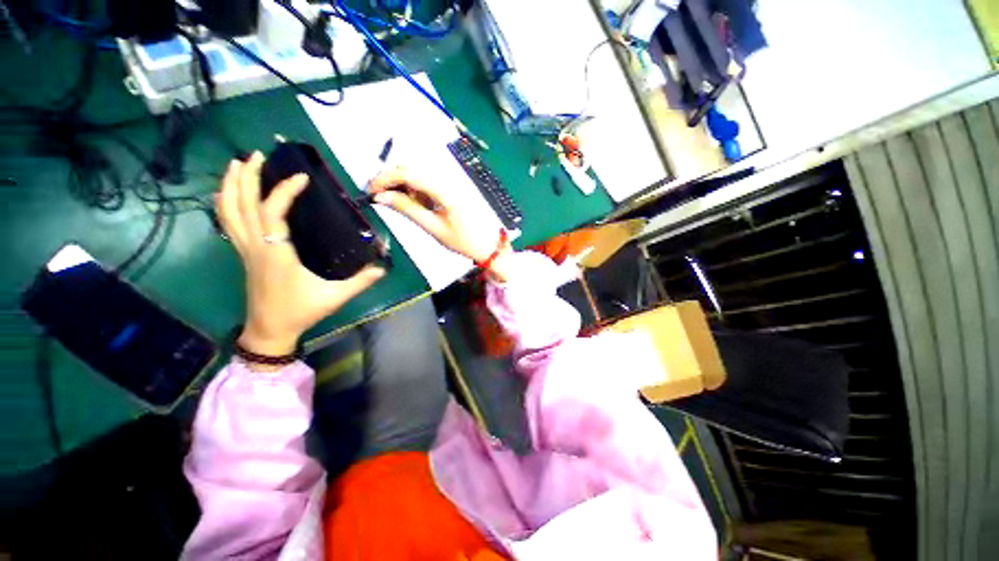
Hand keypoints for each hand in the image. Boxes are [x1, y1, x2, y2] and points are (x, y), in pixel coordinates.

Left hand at [217, 153, 384, 356]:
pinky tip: (225, 194)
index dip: (284, 191)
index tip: (301, 176)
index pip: (273, 213)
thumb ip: (360, 281)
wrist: (270, 330)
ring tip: (236, 163)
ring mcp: (246, 250)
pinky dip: (224, 205)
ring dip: (230, 186)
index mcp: (278, 253)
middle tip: (256, 154)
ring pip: (229, 212)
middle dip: (246, 177)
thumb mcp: (335, 296)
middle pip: (242, 205)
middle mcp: (257, 247)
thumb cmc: (301, 311)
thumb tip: (383, 269)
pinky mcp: (244, 255)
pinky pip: (228, 224)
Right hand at [369, 167, 511, 280]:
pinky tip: (415, 204)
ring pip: (418, 174)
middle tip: (380, 197)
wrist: (488, 246)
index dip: (385, 178)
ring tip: (398, 204)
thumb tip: (382, 197)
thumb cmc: (464, 241)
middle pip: (412, 168)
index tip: (370, 191)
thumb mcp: (433, 228)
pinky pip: (428, 182)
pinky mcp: (451, 189)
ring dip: (403, 184)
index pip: (408, 172)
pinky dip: (415, 190)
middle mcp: (447, 180)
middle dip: (391, 179)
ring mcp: (450, 183)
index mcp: (444, 190)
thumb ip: (408, 209)